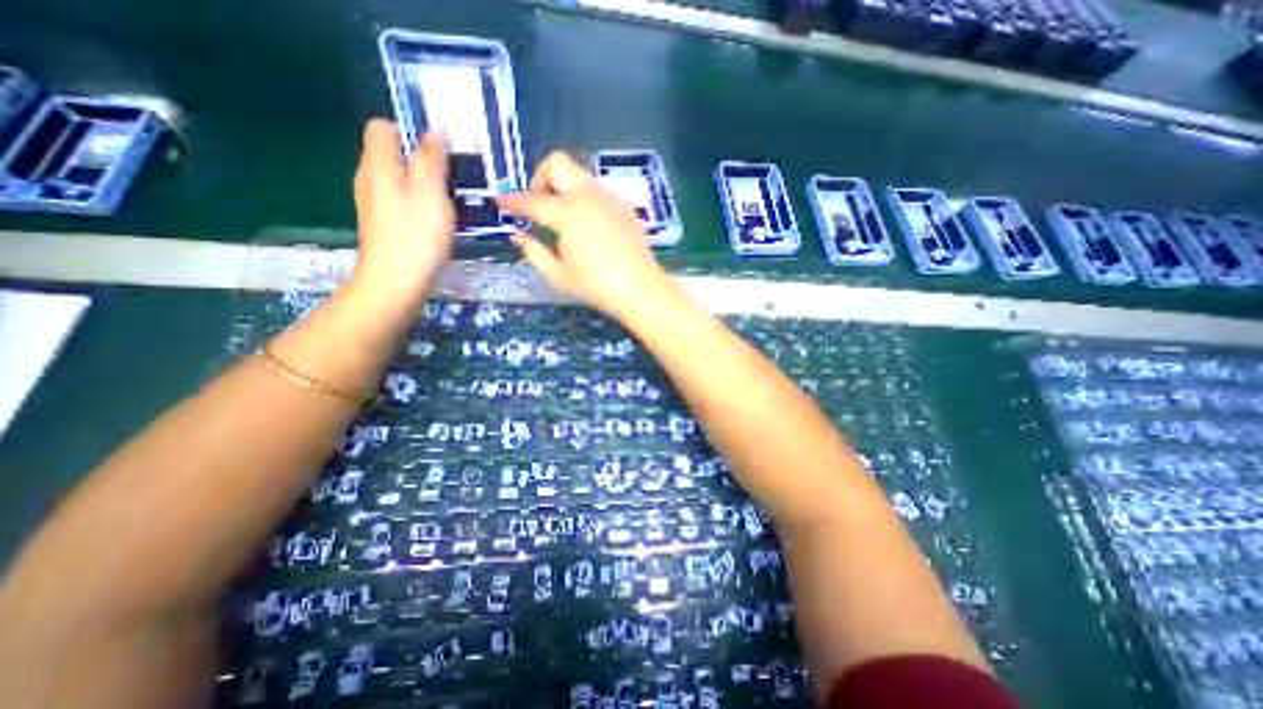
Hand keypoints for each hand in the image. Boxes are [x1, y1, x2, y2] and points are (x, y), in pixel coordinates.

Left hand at [348, 117, 459, 303]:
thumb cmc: (416, 235)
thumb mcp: (431, 192)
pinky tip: (438, 221)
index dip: (411, 133)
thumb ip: (432, 159)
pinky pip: (403, 202)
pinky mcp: (385, 224)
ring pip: (401, 181)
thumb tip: (435, 131)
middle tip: (453, 179)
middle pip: (394, 155)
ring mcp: (376, 204)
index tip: (440, 153)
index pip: (384, 127)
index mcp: (378, 165)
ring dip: (426, 185)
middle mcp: (370, 179)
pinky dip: (421, 205)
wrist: (397, 283)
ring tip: (451, 201)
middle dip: (424, 161)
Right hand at [497, 152, 682, 321]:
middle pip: (557, 164)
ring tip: (564, 218)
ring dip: (564, 188)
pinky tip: (589, 225)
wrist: (640, 288)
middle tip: (539, 205)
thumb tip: (518, 235)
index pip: (532, 200)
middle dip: (540, 178)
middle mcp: (588, 196)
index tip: (500, 200)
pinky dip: (585, 199)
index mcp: (568, 214)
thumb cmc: (596, 286)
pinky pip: (598, 191)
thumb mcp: (558, 275)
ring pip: (580, 175)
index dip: (512, 200)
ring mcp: (610, 198)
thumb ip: (534, 252)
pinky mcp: (624, 206)